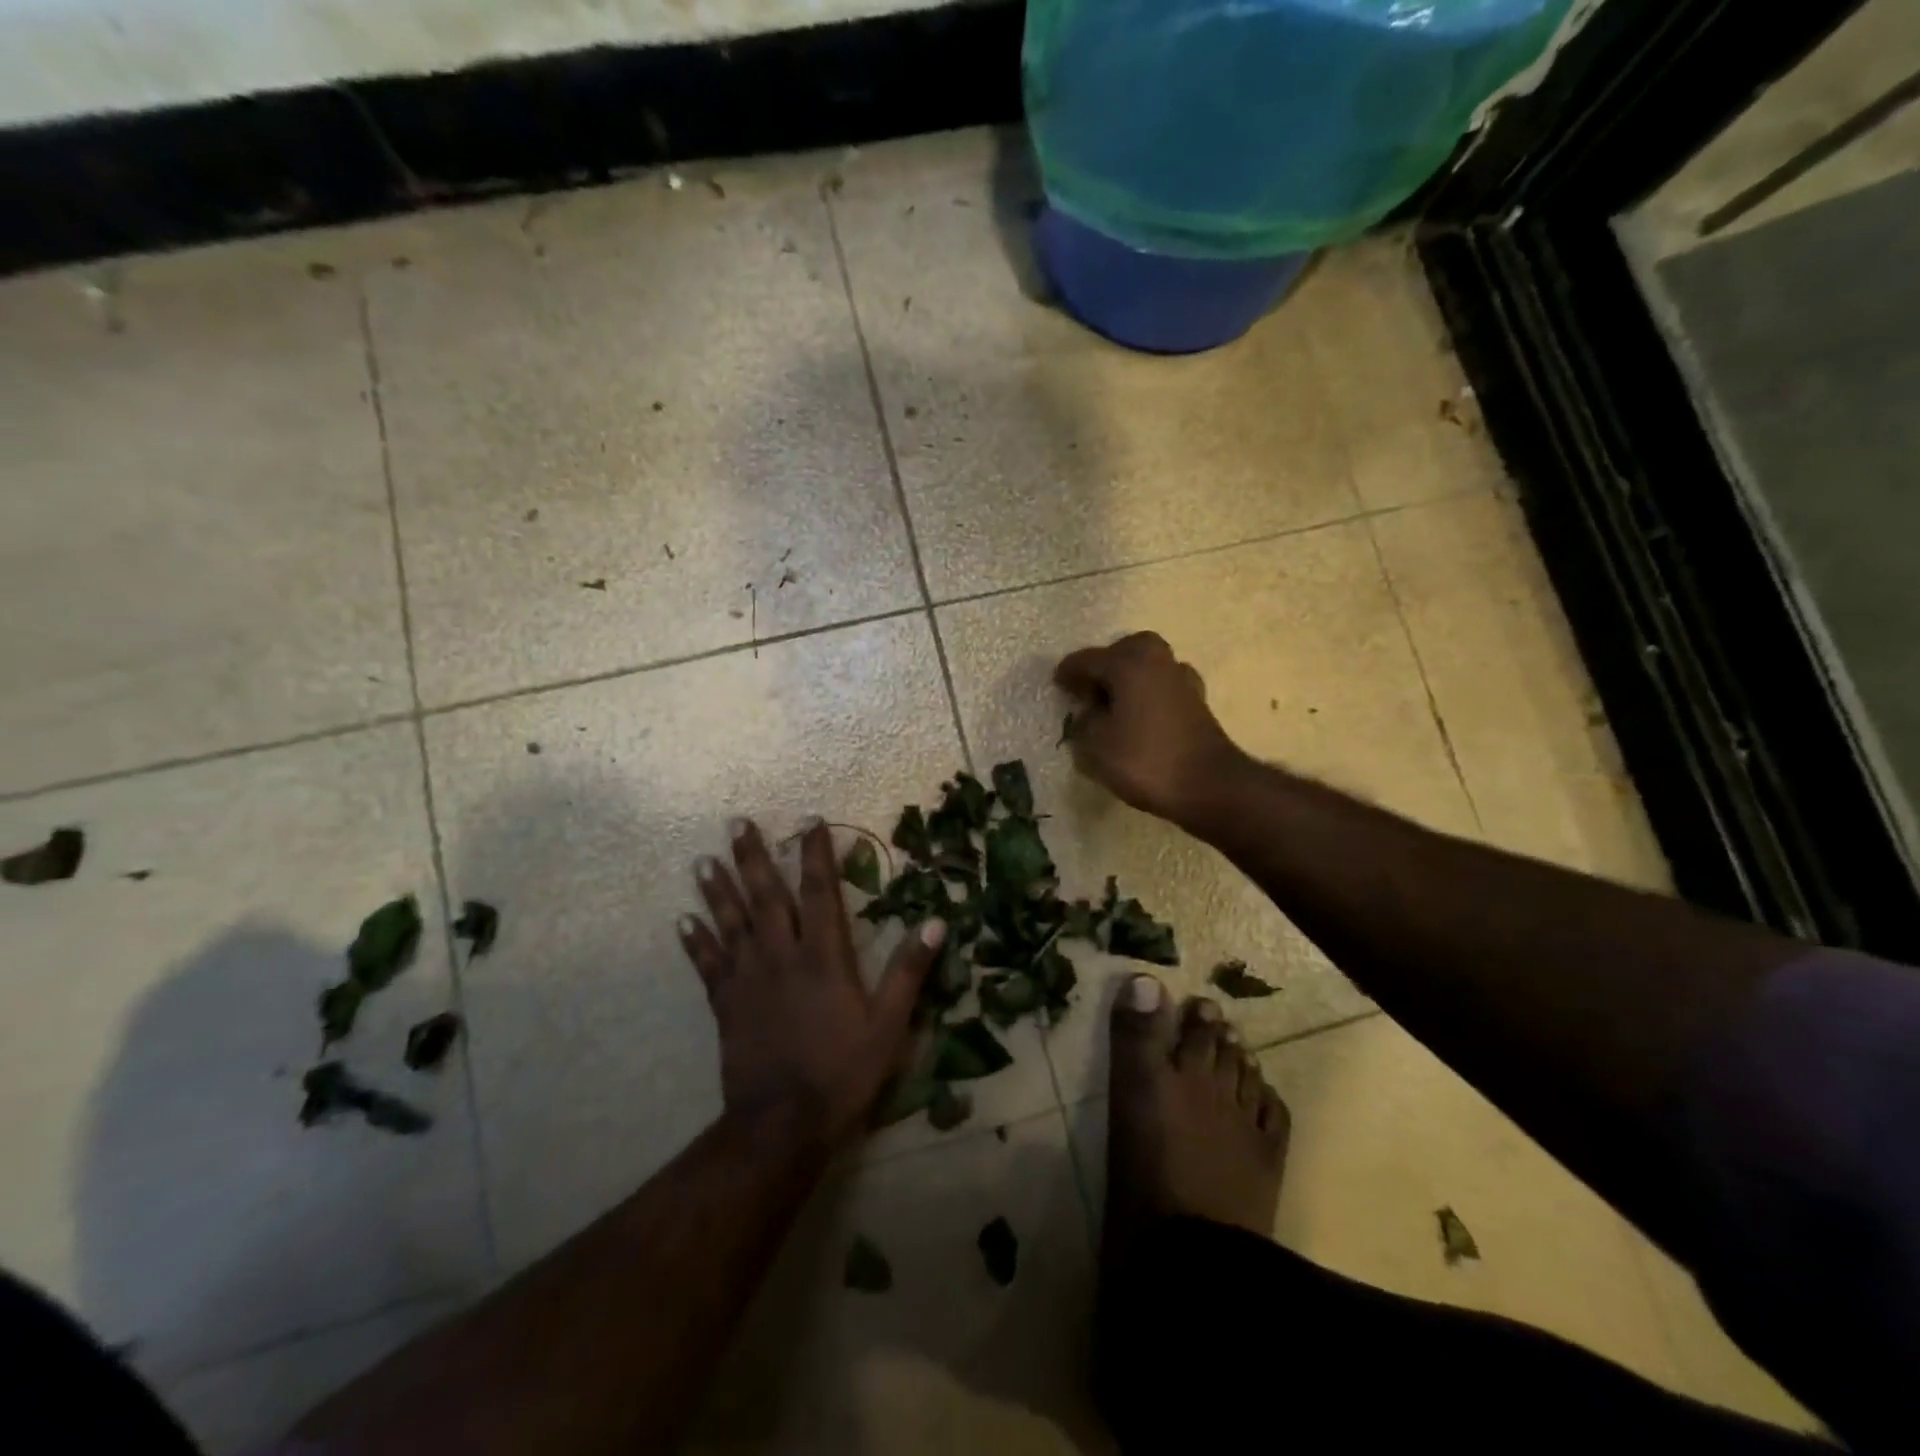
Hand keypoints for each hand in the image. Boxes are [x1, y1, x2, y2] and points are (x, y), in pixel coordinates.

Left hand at [679, 818, 940, 1148]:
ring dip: (718, 890)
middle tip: (736, 822)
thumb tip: (936, 921)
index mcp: (823, 957)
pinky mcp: (726, 1004)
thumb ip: (909, 971)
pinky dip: (696, 942)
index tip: (810, 820)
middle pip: (765, 896)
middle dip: (753, 857)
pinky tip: (682, 921)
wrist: (782, 1124)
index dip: (816, 854)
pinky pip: (708, 965)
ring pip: (731, 923)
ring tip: (702, 860)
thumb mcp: (889, 1025)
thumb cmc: (842, 1072)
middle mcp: (781, 956)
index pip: (819, 892)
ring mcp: (748, 979)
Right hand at [1054, 631, 1245, 827]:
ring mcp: (1181, 678)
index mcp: (1128, 663)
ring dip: (1128, 679)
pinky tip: (1139, 716)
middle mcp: (1156, 660)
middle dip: (1104, 666)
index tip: (1056, 685)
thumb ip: (1084, 724)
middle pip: (1123, 651)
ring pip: (1146, 666)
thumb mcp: (1095, 746)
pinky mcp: (1196, 701)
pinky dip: (1146, 694)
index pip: (1087, 660)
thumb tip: (1088, 714)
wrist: (1209, 785)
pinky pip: (1161, 686)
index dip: (1067, 673)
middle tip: (1088, 691)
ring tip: (1112, 704)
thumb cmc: (1145, 760)